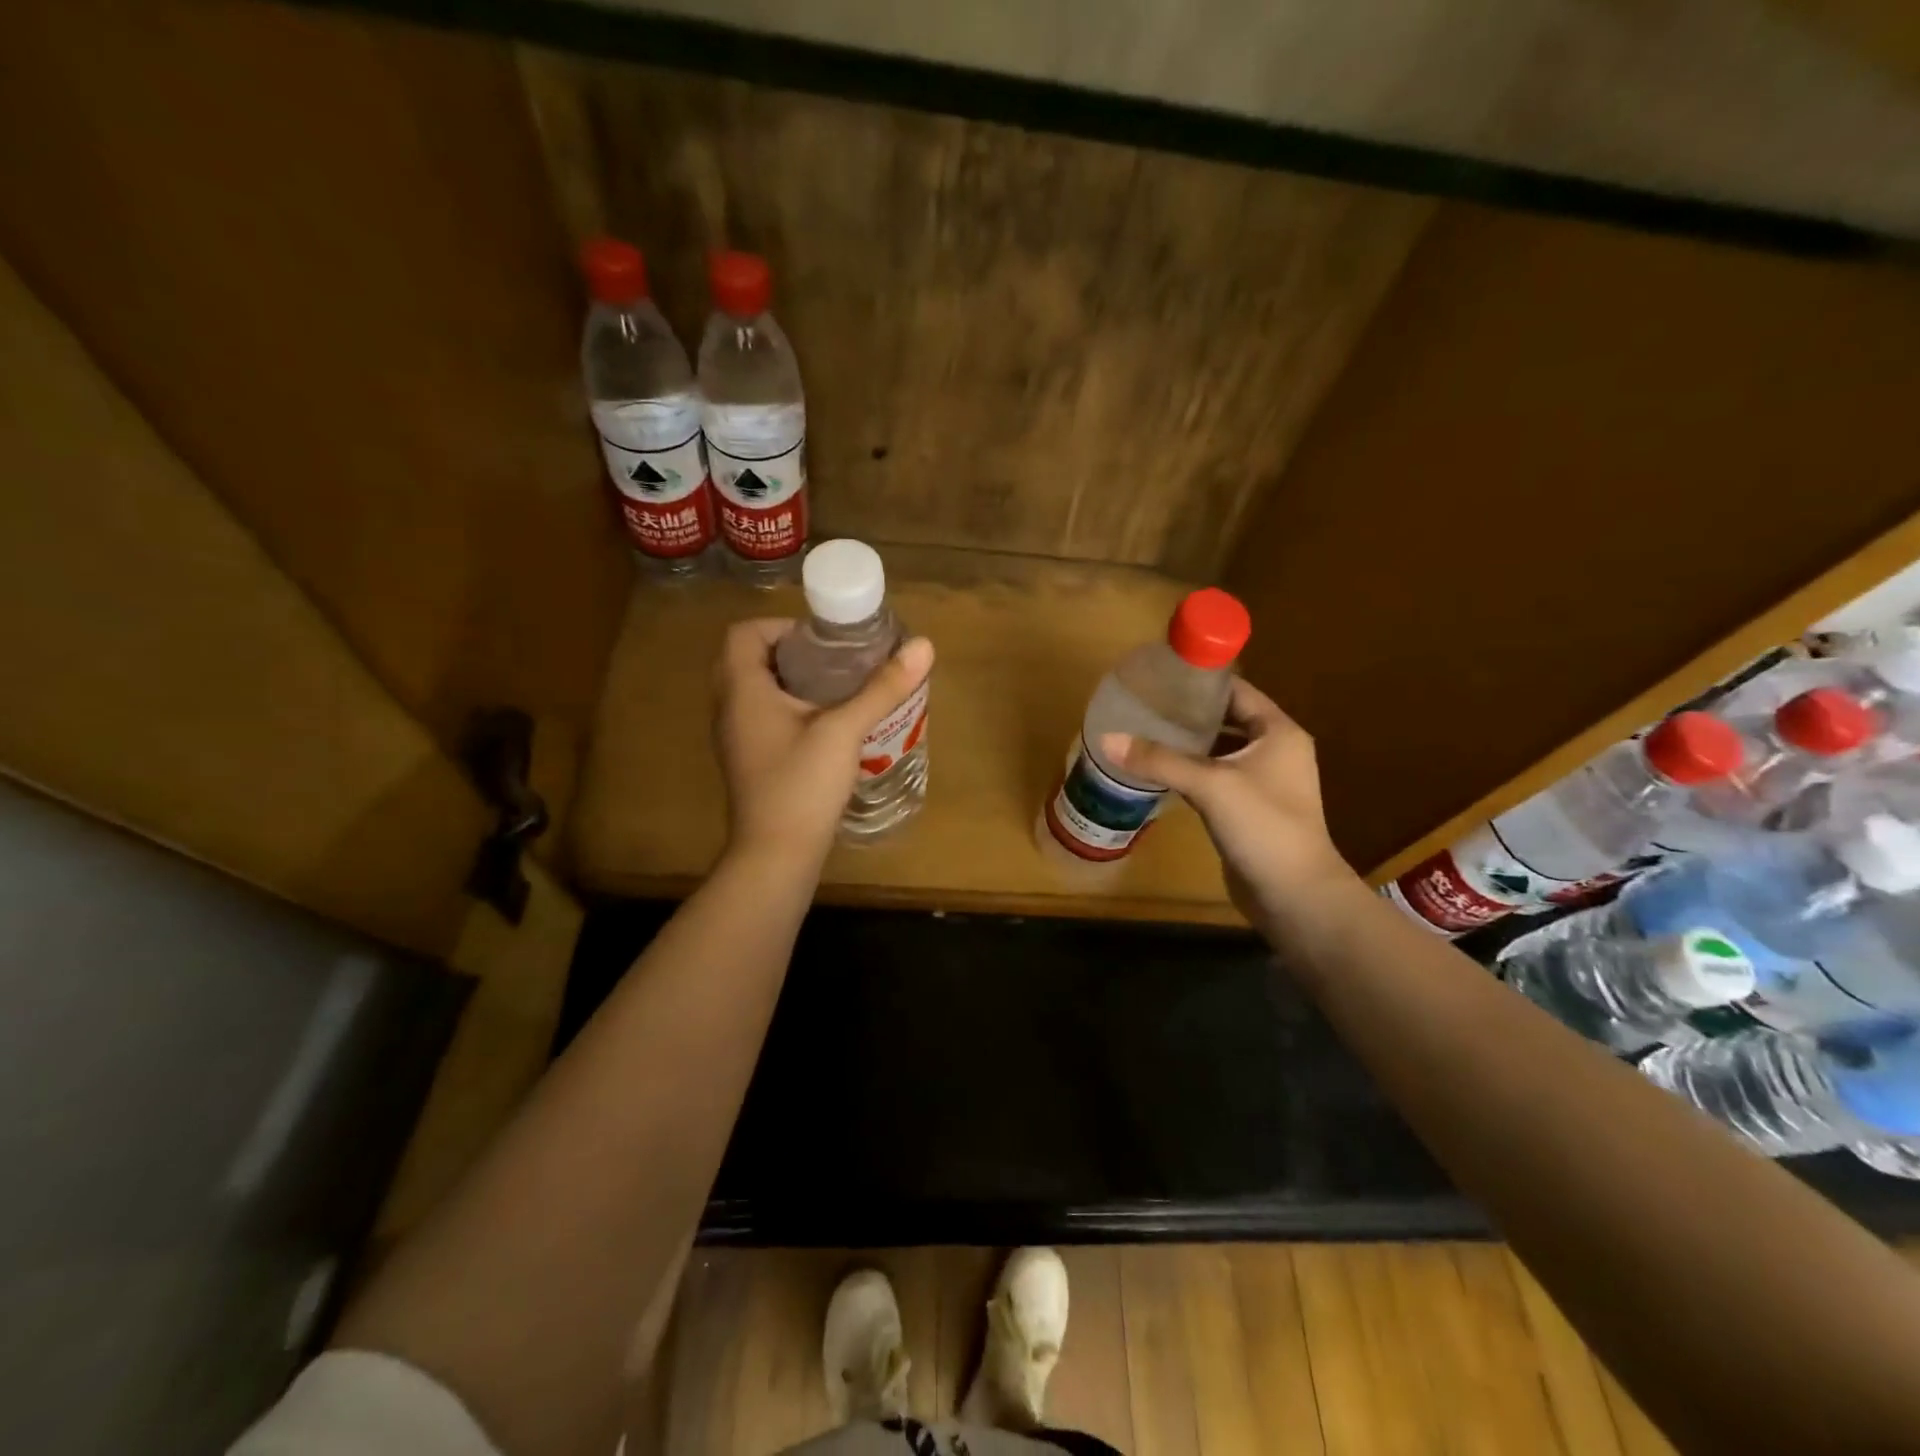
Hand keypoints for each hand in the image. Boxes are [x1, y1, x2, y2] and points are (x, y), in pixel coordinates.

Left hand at [711, 619, 934, 868]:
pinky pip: (762, 719)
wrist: (776, 856)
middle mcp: (729, 709)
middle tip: (833, 661)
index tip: (823, 640)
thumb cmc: (802, 785)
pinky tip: (826, 727)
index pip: (744, 633)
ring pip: (756, 692)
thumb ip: (882, 688)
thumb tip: (923, 646)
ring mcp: (735, 739)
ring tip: (836, 689)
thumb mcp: (844, 730)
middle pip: (749, 660)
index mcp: (742, 690)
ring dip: (790, 682)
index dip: (781, 626)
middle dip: (790, 653)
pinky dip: (788, 710)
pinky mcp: (748, 762)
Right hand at [1102, 678, 1357, 922]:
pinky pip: (1215, 779)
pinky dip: (1190, 773)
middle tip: (1143, 705)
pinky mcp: (1248, 810)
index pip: (1237, 691)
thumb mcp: (1210, 785)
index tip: (1160, 676)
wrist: (1295, 896)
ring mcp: (1263, 783)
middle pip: (1226, 720)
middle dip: (1187, 714)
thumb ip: (1159, 760)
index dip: (1201, 682)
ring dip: (1187, 744)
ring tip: (1143, 732)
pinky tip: (1158, 771)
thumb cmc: (1264, 826)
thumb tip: (1106, 739)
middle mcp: (1275, 751)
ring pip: (1219, 752)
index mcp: (1279, 732)